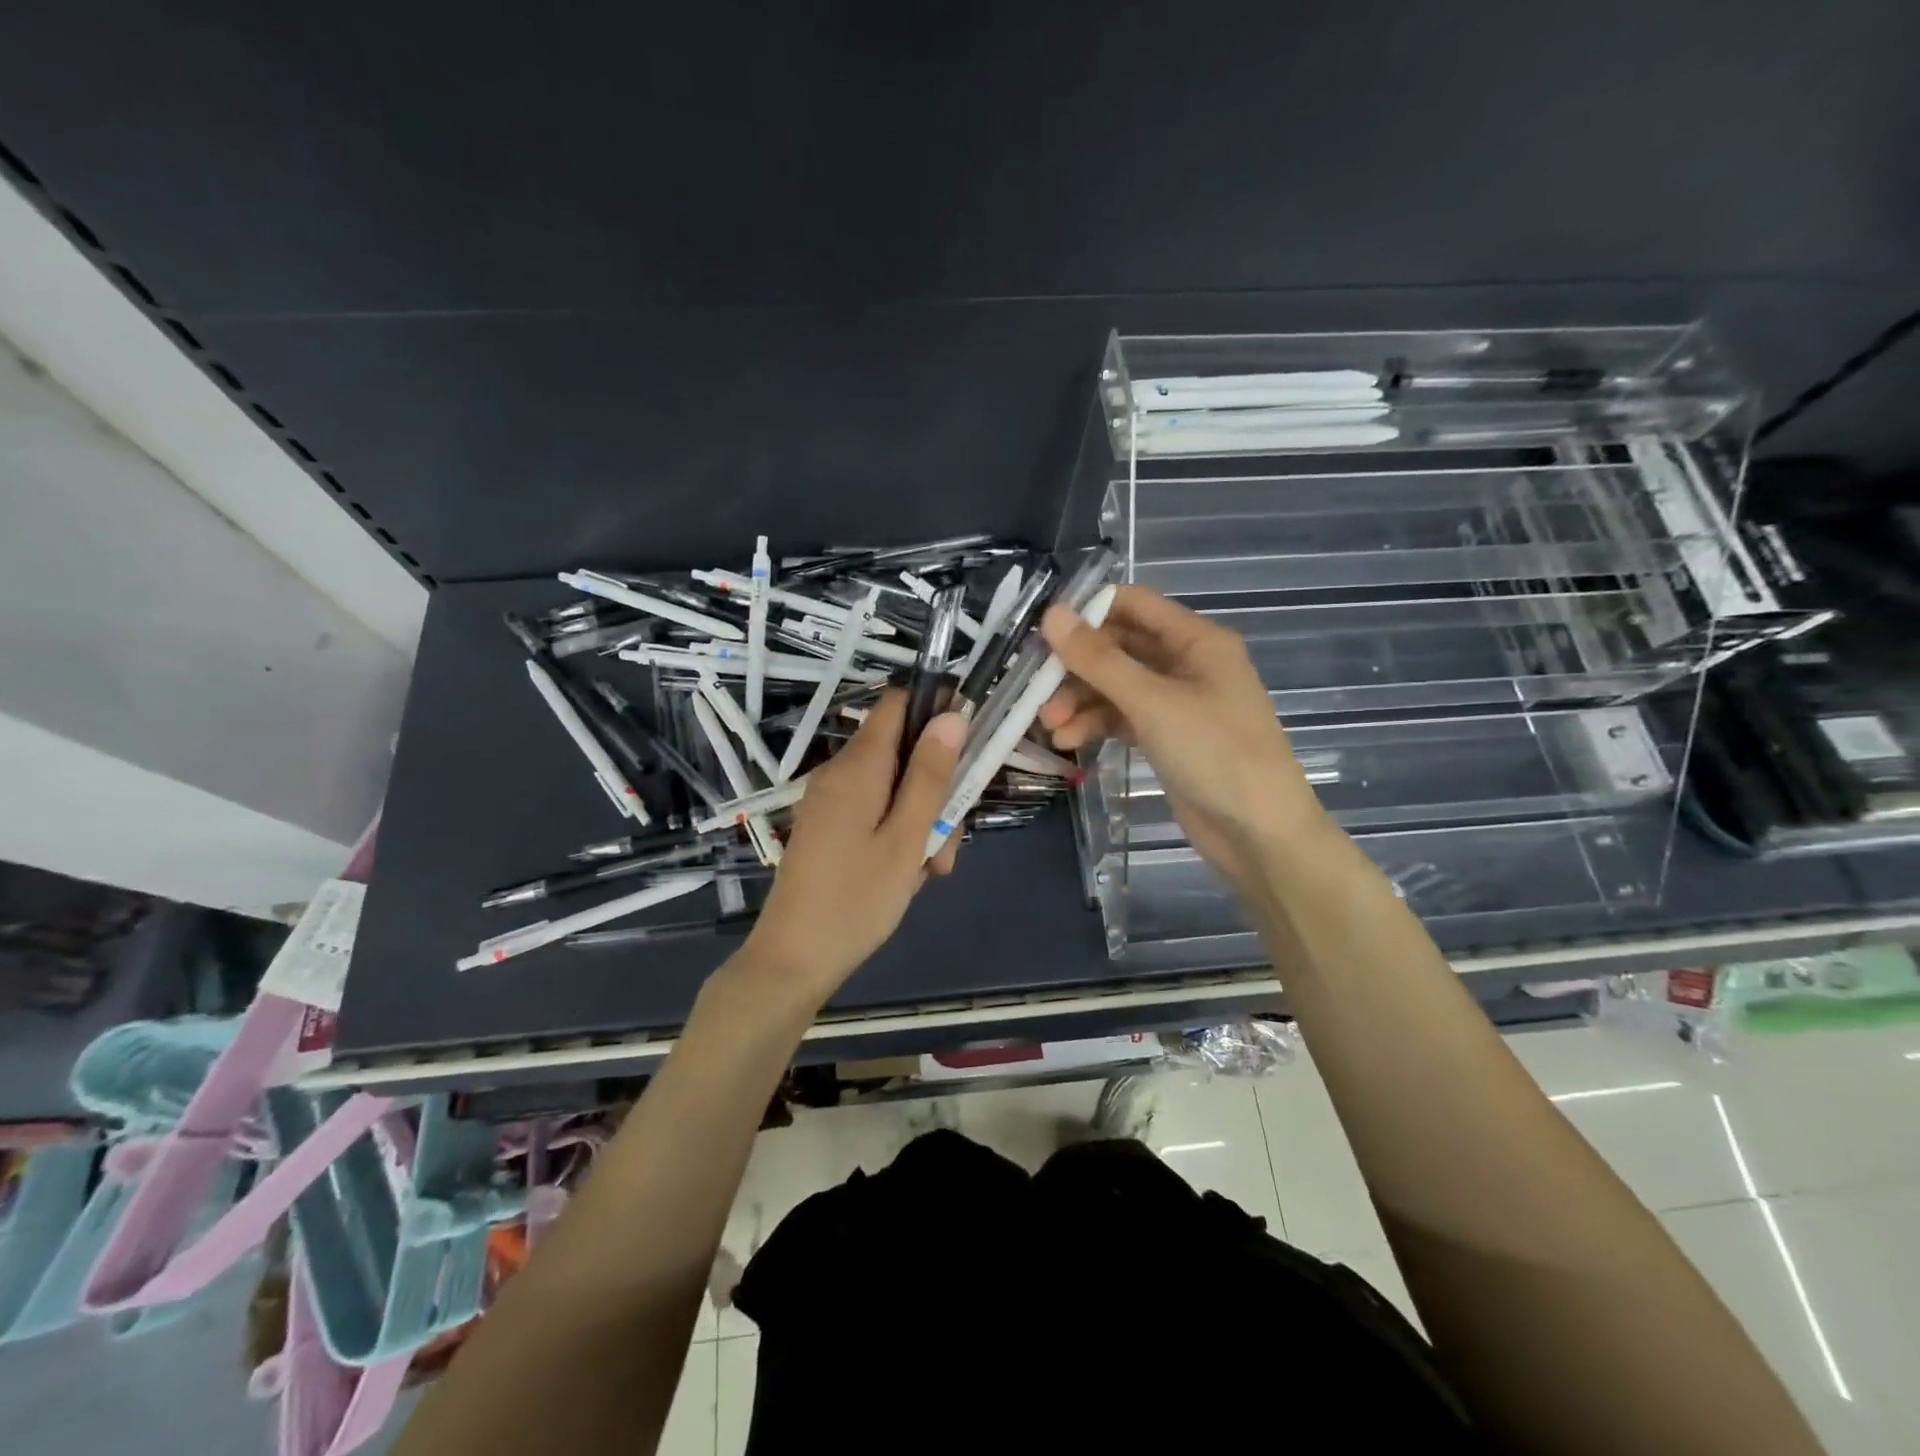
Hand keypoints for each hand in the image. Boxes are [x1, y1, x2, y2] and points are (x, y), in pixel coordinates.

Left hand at [740, 689, 965, 1001]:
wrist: (794, 958)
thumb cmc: (857, 899)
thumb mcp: (907, 837)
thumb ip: (930, 774)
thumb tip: (952, 714)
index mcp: (857, 766)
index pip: (896, 702)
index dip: (934, 708)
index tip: (969, 742)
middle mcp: (839, 772)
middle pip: (901, 751)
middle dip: (935, 786)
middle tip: (950, 839)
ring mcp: (831, 800)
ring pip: (893, 787)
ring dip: (921, 820)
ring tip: (930, 869)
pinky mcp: (829, 826)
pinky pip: (874, 811)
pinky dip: (898, 833)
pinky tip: (907, 874)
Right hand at [1038, 585, 1329, 889]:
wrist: (1259, 833)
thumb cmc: (1215, 753)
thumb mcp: (1153, 702)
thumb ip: (1100, 660)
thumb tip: (1051, 615)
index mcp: (1196, 640)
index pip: (1133, 604)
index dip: (1087, 611)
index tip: (1042, 630)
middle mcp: (1186, 663)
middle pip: (1118, 648)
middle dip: (1076, 667)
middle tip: (1036, 688)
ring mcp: (1176, 702)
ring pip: (1115, 687)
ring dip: (1080, 701)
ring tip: (1050, 726)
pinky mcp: (1166, 736)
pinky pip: (1121, 718)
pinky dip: (1095, 725)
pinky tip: (1069, 741)